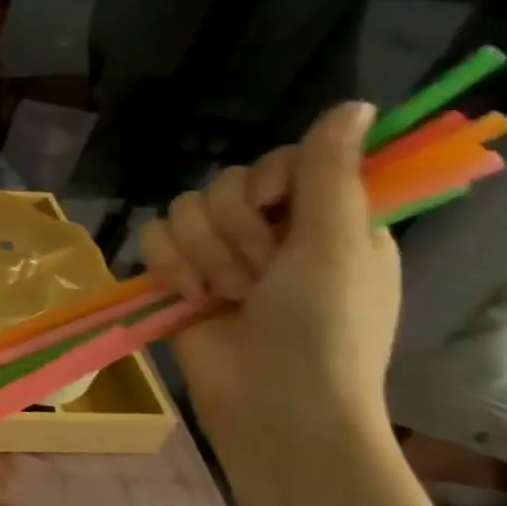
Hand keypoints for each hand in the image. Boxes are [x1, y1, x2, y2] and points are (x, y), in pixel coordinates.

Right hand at [139, 101, 400, 445]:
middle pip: (224, 183)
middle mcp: (269, 232)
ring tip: (225, 295)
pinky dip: (167, 266)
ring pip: (183, 209)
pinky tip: (188, 295)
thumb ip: (332, 173)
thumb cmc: (326, 328)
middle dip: (234, 230)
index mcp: (323, 220)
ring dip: (203, 254)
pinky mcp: (176, 276)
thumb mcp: (340, 245)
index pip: (279, 162)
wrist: (273, 402)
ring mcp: (219, 255)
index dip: (268, 181)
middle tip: (259, 274)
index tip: (276, 210)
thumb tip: (354, 103)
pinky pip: (152, 237)